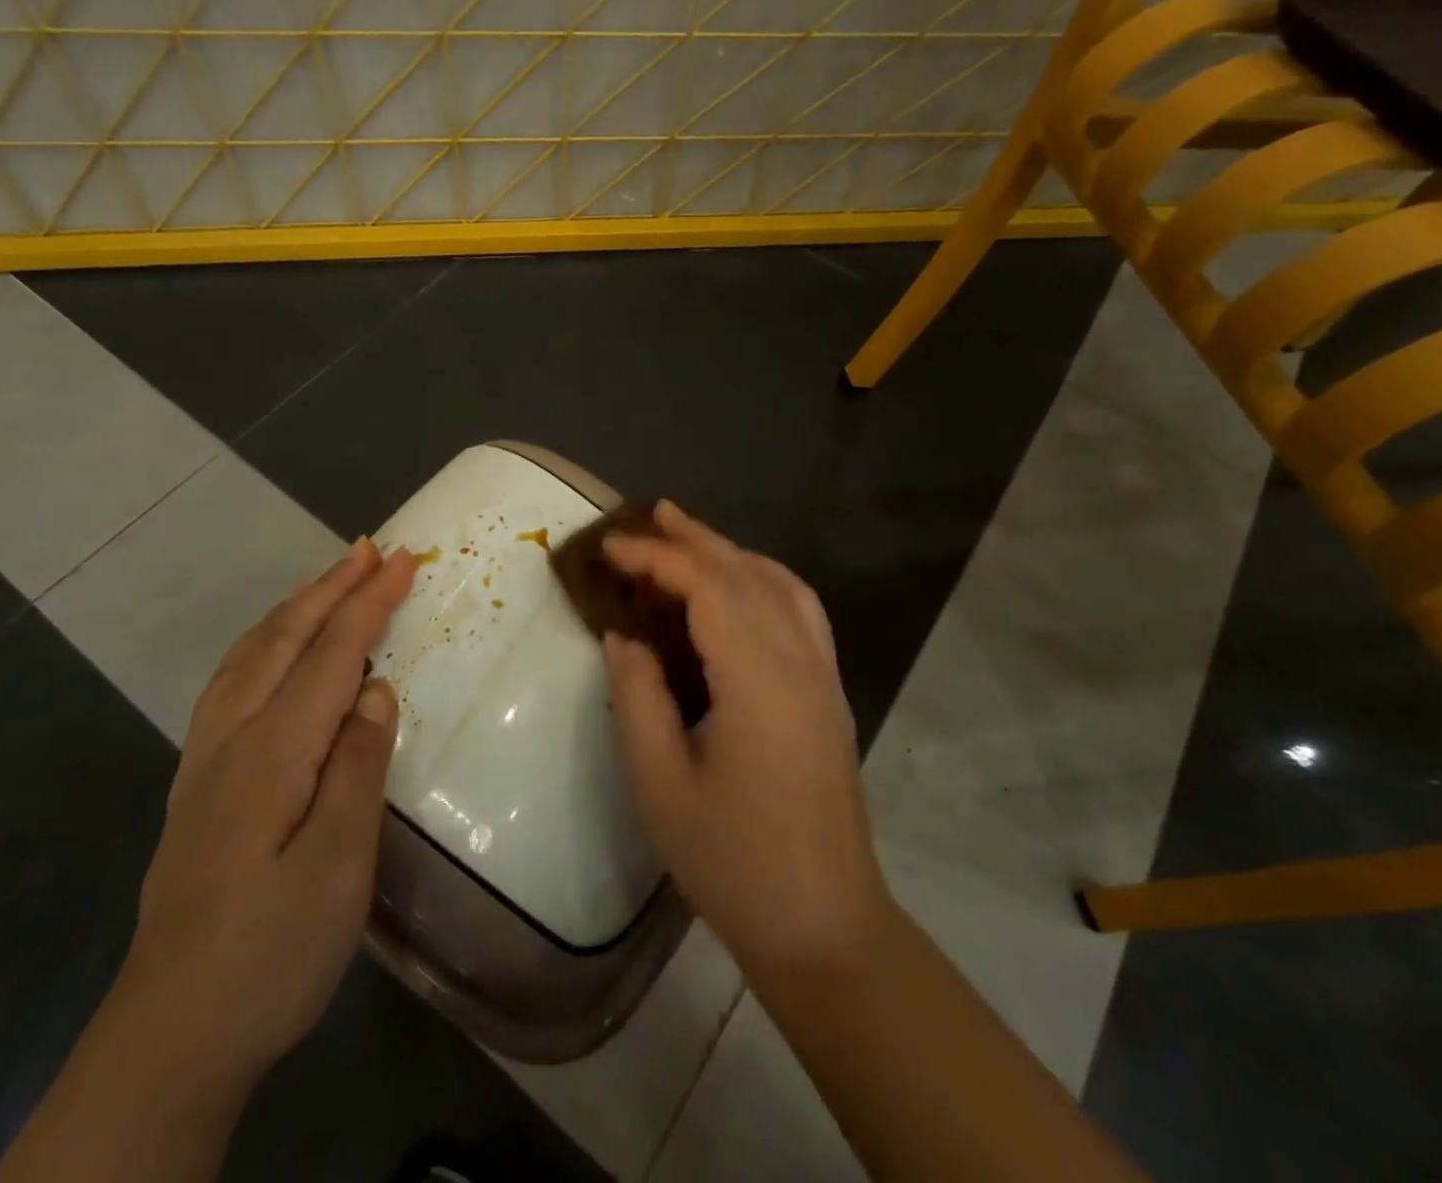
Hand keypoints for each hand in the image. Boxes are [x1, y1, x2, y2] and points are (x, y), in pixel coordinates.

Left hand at [118, 538, 414, 1082]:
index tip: (404, 560)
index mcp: (275, 749)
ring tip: (327, 581)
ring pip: (252, 654)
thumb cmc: (271, 949)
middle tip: (368, 548)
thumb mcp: (338, 864)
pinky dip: (262, 643)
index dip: (370, 601)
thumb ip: (358, 766)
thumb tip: (375, 691)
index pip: (334, 653)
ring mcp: (207, 758)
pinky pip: (232, 681)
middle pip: (286, 638)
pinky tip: (269, 652)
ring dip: (294, 608)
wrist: (171, 1034)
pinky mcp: (198, 783)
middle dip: (331, 587)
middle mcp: (234, 736)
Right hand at [601, 503, 892, 981]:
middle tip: (650, 514)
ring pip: (782, 586)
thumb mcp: (660, 784)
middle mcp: (801, 664)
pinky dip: (766, 579)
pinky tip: (741, 586)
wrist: (824, 927)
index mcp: (759, 681)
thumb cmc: (733, 862)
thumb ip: (638, 697)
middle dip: (695, 539)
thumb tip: (624, 636)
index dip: (657, 559)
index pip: (708, 589)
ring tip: (689, 536)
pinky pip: (802, 612)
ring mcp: (825, 677)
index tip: (610, 549)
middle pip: (748, 575)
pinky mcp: (830, 695)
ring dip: (733, 552)